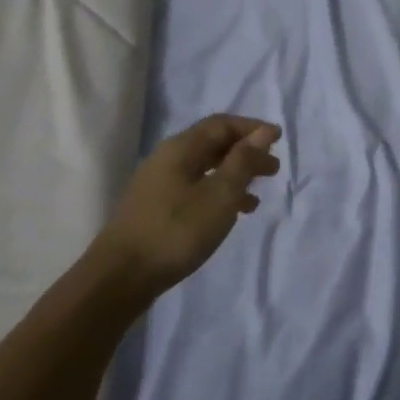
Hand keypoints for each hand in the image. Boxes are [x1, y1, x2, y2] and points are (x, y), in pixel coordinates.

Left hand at [96, 115, 280, 299]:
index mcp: (181, 148)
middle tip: (273, 168)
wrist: (121, 275)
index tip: (278, 138)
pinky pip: (194, 188)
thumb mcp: (219, 195)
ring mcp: (158, 183)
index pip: (222, 124)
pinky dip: (218, 193)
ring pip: (204, 168)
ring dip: (234, 175)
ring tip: (258, 194)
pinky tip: (231, 214)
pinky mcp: (155, 207)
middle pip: (212, 144)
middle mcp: (167, 158)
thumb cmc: (177, 230)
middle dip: (245, 152)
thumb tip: (263, 132)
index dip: (251, 128)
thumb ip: (243, 161)